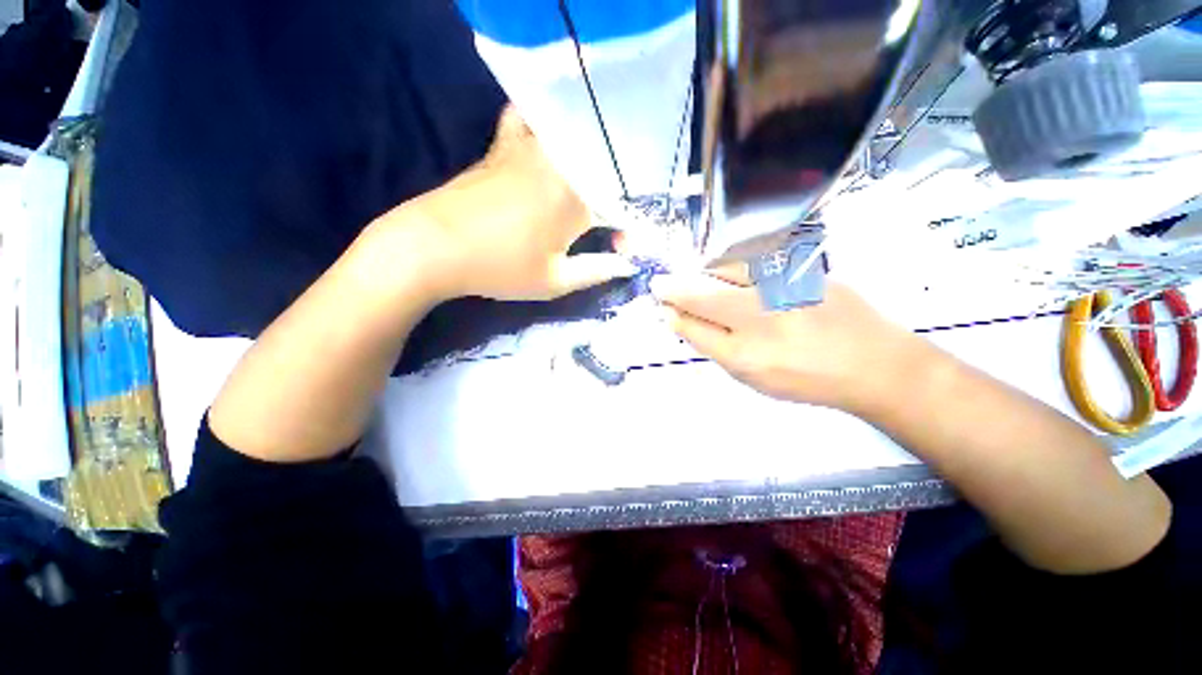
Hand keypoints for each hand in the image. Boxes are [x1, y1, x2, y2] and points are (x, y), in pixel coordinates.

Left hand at [402, 107, 635, 300]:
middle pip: (605, 168)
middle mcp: (561, 162)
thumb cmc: (500, 268)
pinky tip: (549, 139)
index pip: (621, 208)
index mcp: (577, 198)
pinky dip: (546, 123)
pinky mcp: (506, 142)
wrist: (435, 246)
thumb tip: (627, 265)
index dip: (628, 230)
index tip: (621, 249)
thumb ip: (597, 271)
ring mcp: (531, 145)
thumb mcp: (555, 281)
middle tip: (611, 224)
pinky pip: (532, 118)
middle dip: (616, 197)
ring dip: (592, 157)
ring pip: (576, 136)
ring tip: (593, 181)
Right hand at [650, 271, 931, 413]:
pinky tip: (729, 271)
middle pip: (701, 295)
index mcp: (744, 355)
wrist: (872, 362)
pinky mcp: (801, 271)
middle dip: (673, 288)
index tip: (662, 304)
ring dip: (701, 271)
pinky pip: (752, 261)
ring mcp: (781, 290)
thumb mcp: (752, 377)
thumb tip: (683, 320)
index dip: (672, 312)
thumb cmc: (805, 378)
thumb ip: (714, 347)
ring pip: (723, 270)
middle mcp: (759, 319)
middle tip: (660, 285)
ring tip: (695, 277)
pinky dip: (731, 264)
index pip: (692, 327)